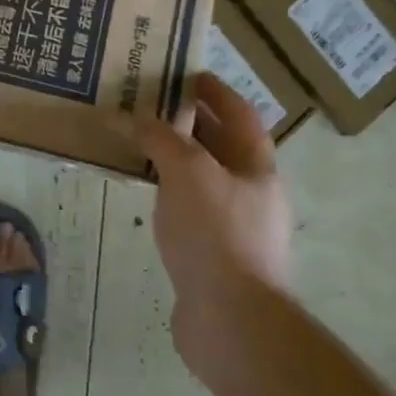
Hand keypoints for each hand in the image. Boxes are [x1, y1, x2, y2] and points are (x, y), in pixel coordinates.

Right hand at [135, 72, 294, 383]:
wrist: (232, 321)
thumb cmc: (216, 234)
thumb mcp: (187, 172)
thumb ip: (163, 139)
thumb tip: (139, 117)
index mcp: (257, 168)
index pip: (240, 115)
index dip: (217, 92)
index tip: (189, 74)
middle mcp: (251, 194)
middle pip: (222, 147)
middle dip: (191, 123)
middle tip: (151, 105)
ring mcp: (235, 228)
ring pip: (203, 180)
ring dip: (177, 159)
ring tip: (140, 144)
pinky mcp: (214, 257)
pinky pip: (189, 210)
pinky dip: (170, 194)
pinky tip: (146, 195)